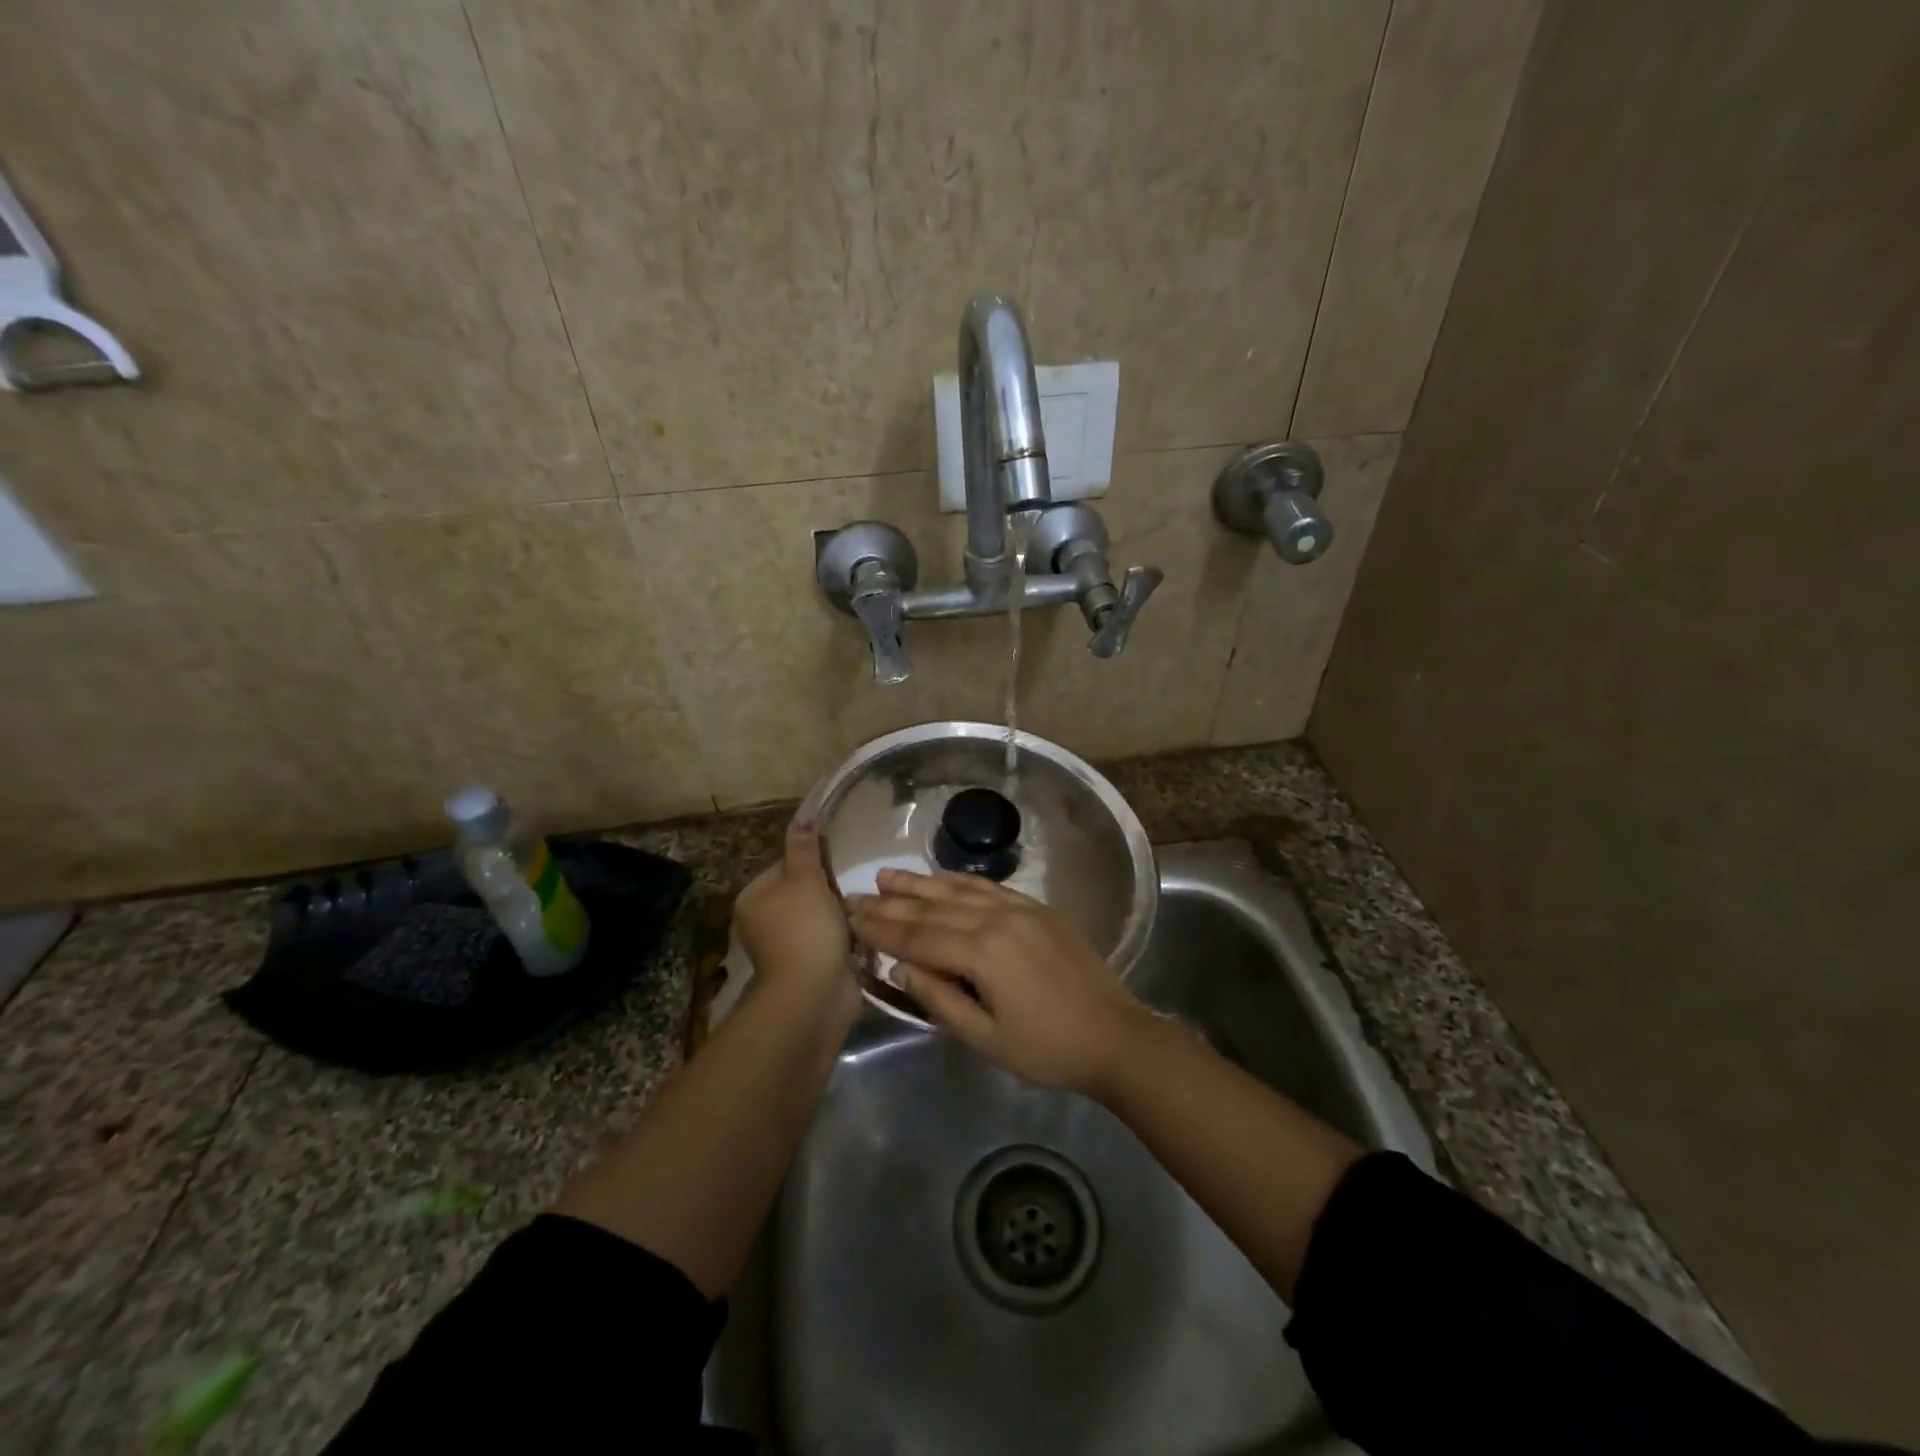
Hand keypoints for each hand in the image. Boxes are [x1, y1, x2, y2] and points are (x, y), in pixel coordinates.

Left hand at [733, 821, 858, 1016]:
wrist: (814, 994)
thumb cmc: (806, 929)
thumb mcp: (805, 879)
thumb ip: (804, 848)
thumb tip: (802, 816)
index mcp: (753, 898)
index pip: (785, 866)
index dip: (813, 863)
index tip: (835, 867)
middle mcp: (763, 922)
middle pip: (804, 892)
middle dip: (830, 891)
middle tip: (852, 890)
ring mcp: (786, 947)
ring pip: (820, 917)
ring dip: (841, 915)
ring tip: (862, 912)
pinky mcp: (808, 966)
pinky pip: (830, 941)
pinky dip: (845, 938)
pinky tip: (862, 936)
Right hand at [847, 870, 1153, 1095]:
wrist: (1116, 1036)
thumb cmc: (1048, 1049)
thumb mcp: (986, 1039)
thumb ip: (940, 1000)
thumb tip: (899, 968)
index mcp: (982, 953)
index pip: (918, 937)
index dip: (880, 929)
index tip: (848, 918)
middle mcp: (998, 920)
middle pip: (933, 909)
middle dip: (891, 903)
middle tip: (855, 893)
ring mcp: (1021, 909)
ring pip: (960, 890)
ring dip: (921, 883)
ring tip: (888, 875)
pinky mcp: (1039, 909)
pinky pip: (991, 888)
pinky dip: (960, 881)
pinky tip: (942, 878)